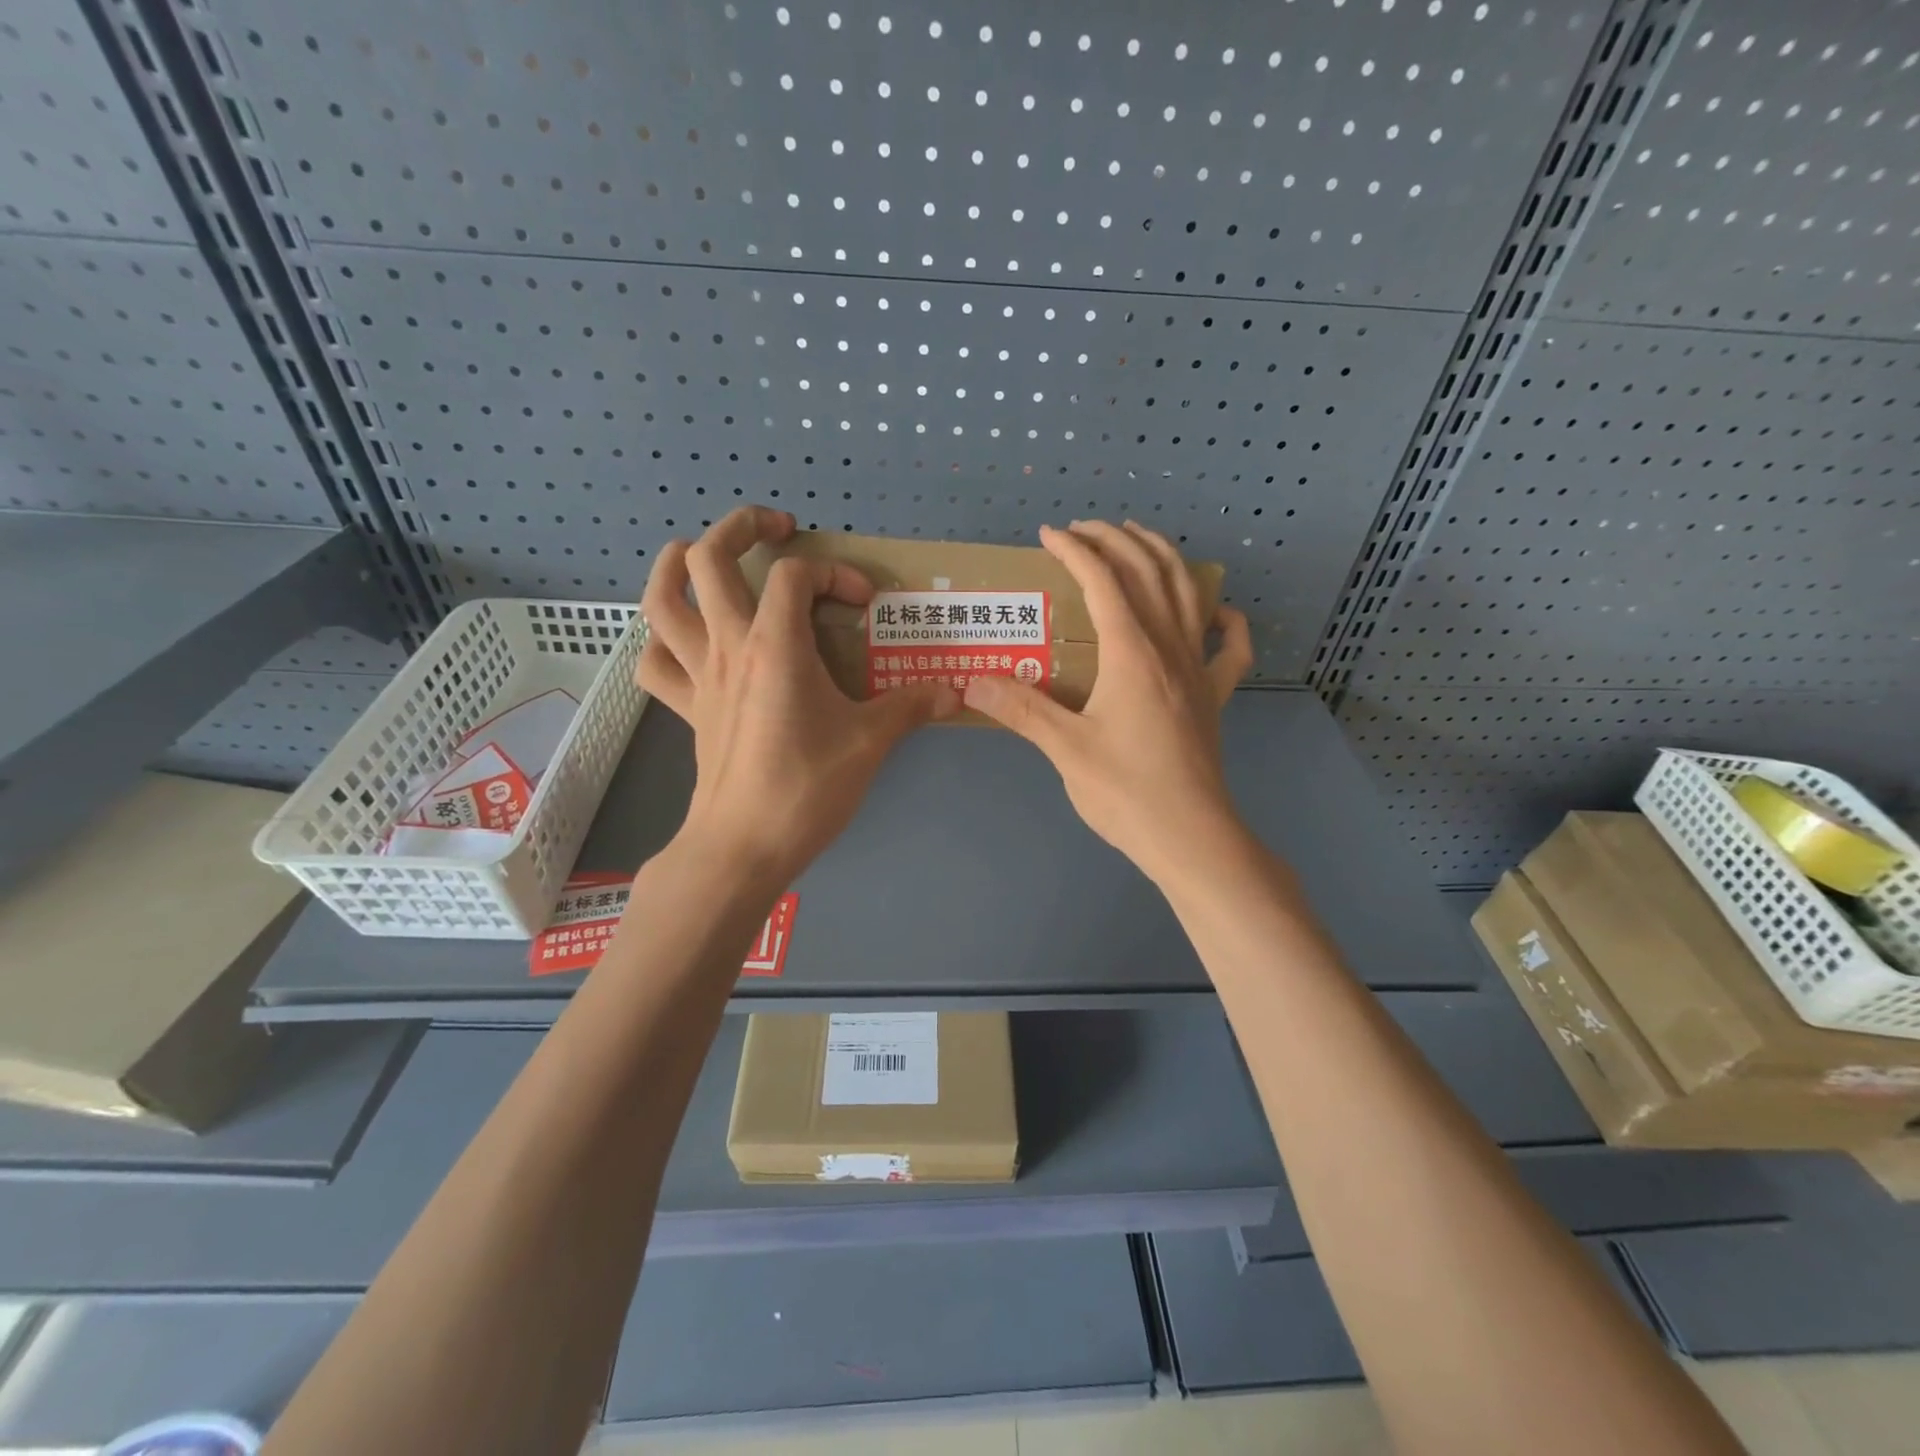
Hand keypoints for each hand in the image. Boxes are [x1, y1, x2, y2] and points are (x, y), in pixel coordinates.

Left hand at [636, 506, 958, 887]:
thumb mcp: (870, 743)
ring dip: (675, 565)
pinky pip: (656, 662)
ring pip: (661, 600)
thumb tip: (956, 692)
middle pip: (707, 558)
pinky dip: (663, 640)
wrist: (743, 846)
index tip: (863, 605)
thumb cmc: (806, 788)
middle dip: (740, 528)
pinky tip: (685, 639)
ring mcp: (699, 676)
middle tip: (777, 530)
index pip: (796, 574)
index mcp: (774, 645)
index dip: (833, 573)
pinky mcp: (686, 708)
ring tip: (702, 555)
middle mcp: (728, 647)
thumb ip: (911, 708)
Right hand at [964, 522, 1252, 887]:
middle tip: (1085, 529)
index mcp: (1131, 653)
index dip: (1075, 551)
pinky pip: (1231, 647)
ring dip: (1164, 558)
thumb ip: (1021, 709)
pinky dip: (1226, 620)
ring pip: (1189, 594)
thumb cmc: (1125, 791)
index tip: (1048, 535)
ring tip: (1139, 540)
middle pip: (1149, 573)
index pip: (1103, 581)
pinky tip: (1219, 611)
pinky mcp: (1215, 696)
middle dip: (1116, 540)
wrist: (1190, 836)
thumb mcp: (1065, 749)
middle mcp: (1169, 647)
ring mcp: (1199, 669)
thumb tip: (971, 681)